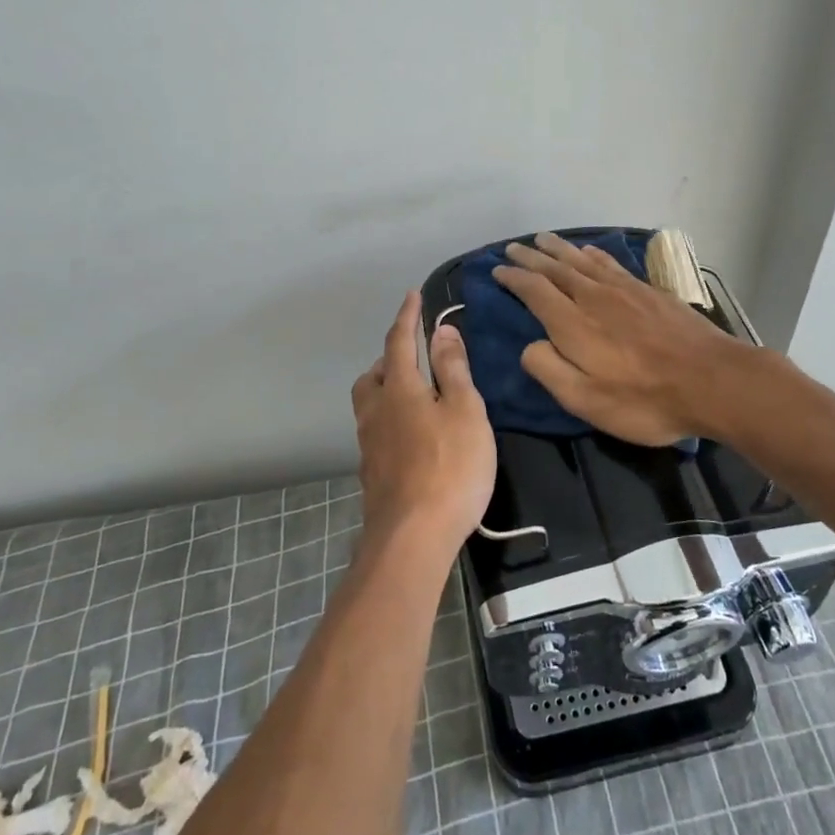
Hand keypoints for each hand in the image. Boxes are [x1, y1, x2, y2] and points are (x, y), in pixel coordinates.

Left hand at [350, 291, 496, 558]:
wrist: (413, 538)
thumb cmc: (450, 468)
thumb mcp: (465, 411)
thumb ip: (453, 369)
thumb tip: (441, 330)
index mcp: (399, 390)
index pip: (399, 342)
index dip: (407, 317)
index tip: (413, 295)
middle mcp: (376, 412)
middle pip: (373, 376)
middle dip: (391, 359)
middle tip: (415, 358)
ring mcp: (369, 446)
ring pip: (370, 405)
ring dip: (386, 391)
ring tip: (415, 397)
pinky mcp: (372, 475)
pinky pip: (376, 432)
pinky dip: (390, 421)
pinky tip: (413, 438)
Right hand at [495, 232, 757, 445]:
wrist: (713, 381)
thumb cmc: (644, 400)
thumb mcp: (585, 400)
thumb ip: (549, 369)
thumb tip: (530, 344)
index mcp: (572, 323)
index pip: (534, 290)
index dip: (514, 278)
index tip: (497, 269)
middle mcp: (594, 297)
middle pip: (556, 268)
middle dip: (531, 257)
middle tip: (513, 247)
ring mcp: (625, 290)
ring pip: (583, 260)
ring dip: (559, 248)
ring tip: (543, 238)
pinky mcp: (649, 292)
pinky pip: (611, 263)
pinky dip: (594, 254)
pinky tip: (590, 251)